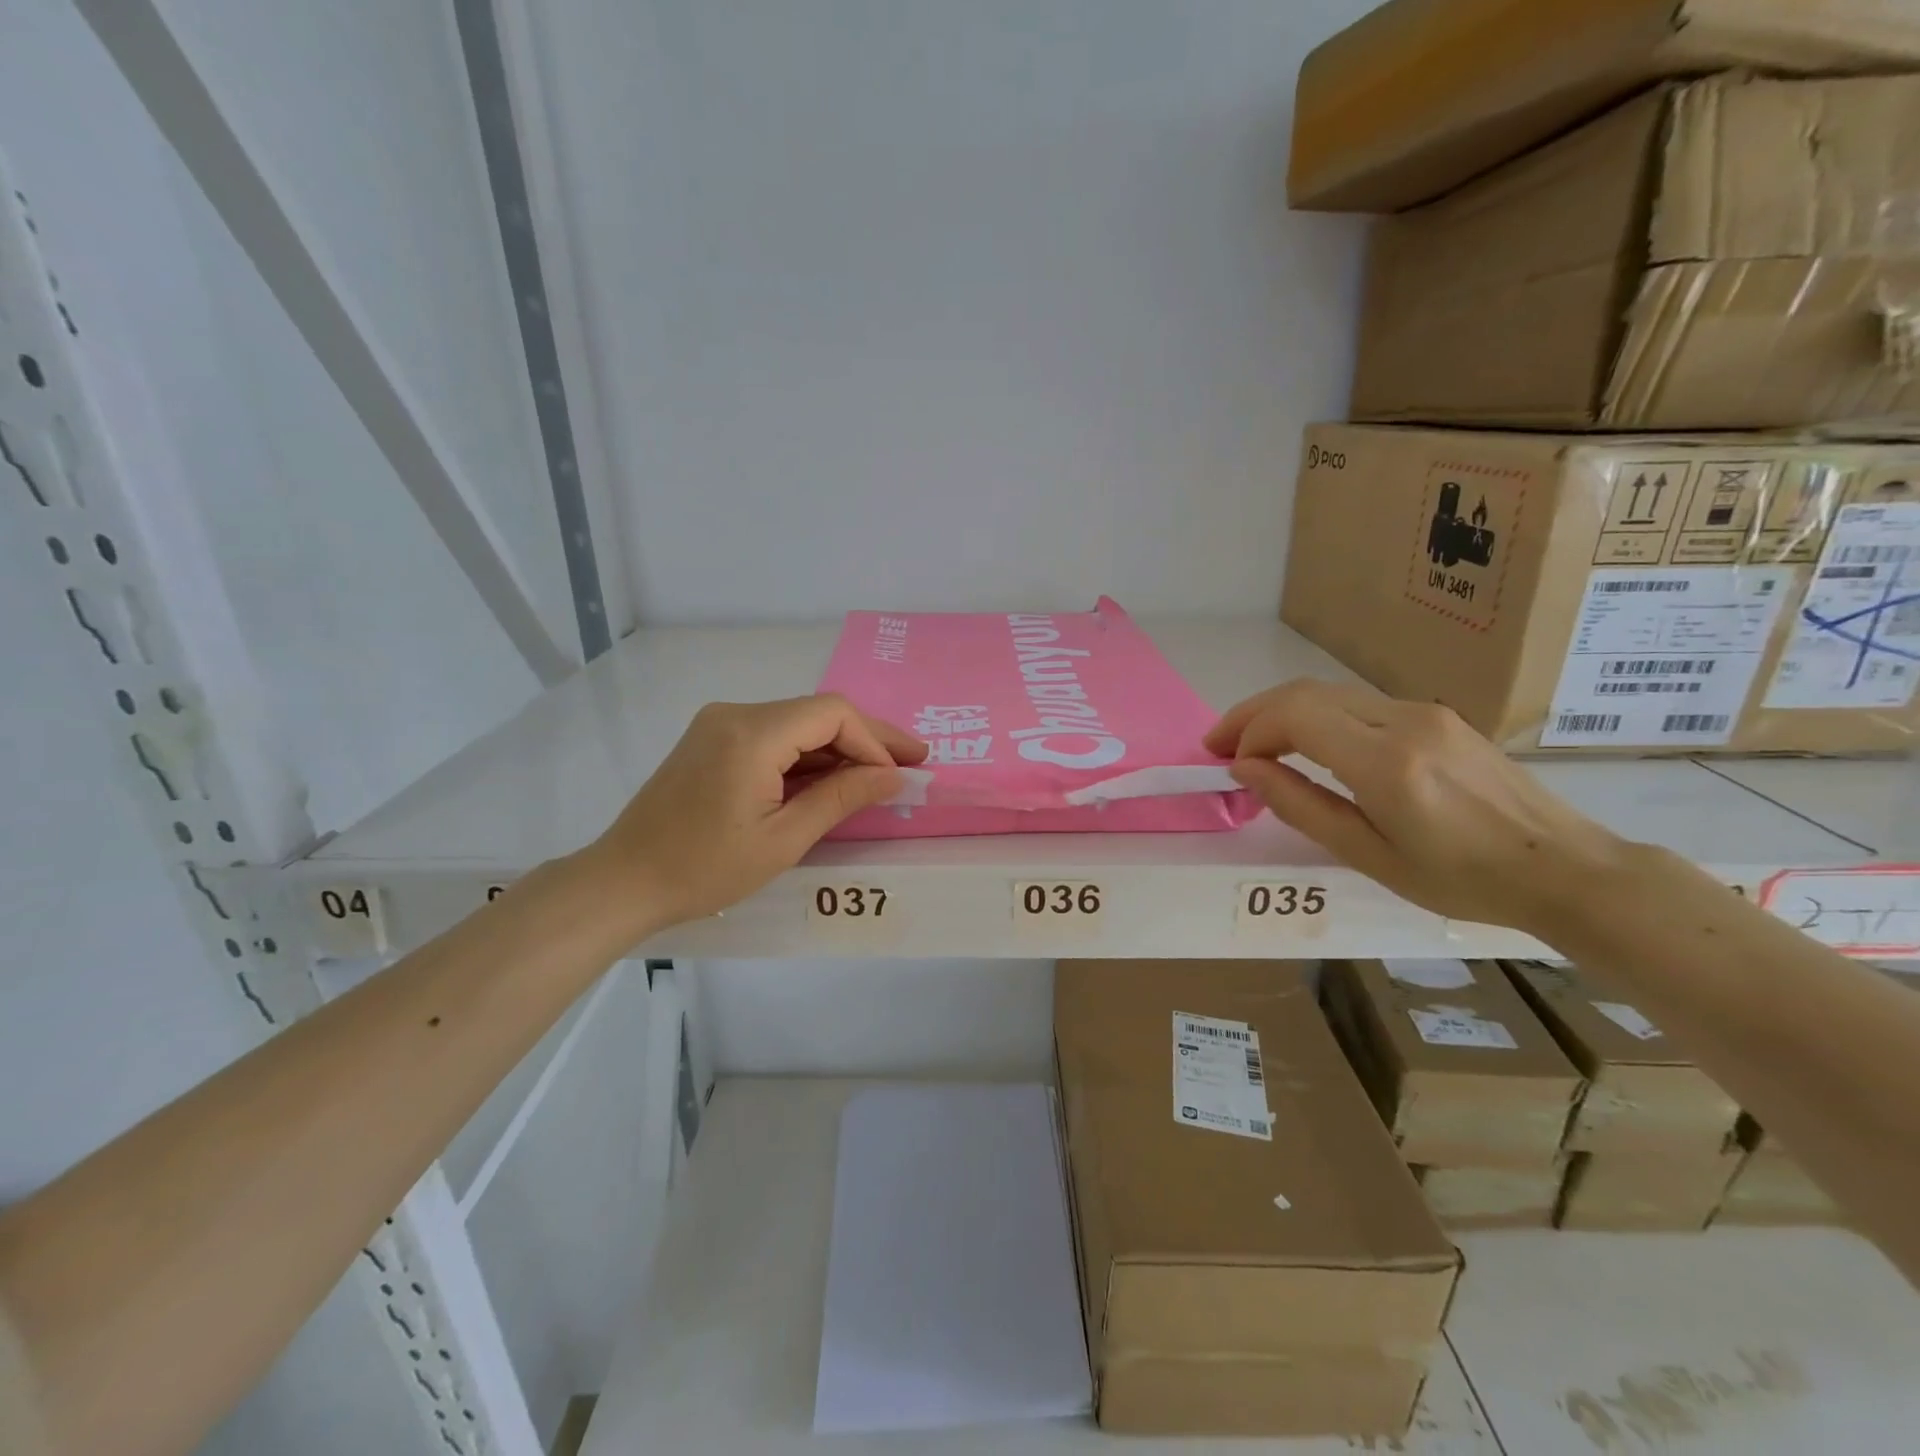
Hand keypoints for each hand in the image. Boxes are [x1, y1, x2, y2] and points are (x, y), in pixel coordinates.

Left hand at [579, 695, 926, 938]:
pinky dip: (806, 756)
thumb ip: (841, 799)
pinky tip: (832, 778)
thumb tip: (894, 776)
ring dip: (838, 749)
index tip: (899, 776)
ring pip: (797, 723)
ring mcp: (720, 723)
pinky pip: (774, 736)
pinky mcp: (712, 739)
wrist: (624, 880)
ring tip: (879, 775)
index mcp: (751, 734)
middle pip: (817, 713)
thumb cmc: (704, 869)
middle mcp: (735, 714)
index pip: (832, 714)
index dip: (874, 741)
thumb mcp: (783, 840)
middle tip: (913, 761)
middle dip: (866, 739)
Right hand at [1205, 681, 1630, 931]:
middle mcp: (1403, 721)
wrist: (1565, 869)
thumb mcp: (1369, 855)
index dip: (1248, 730)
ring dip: (1282, 712)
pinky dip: (1317, 716)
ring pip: (1329, 692)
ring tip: (1254, 745)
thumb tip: (1246, 769)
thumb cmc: (1461, 879)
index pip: (1294, 716)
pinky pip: (1358, 703)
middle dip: (1253, 713)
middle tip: (1221, 744)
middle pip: (1305, 692)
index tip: (1223, 759)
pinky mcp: (1438, 716)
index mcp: (1386, 762)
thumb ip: (1301, 806)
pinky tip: (1307, 745)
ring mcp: (1425, 712)